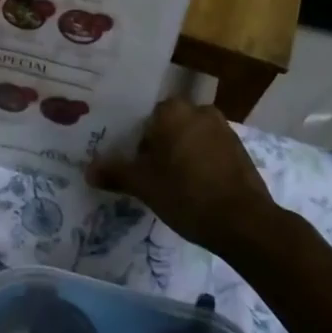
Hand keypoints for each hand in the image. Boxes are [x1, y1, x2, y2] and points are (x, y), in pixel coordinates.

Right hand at [87, 97, 281, 254]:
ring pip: (192, 137)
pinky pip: (211, 151)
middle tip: (150, 174)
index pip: (146, 118)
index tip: (134, 164)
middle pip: (170, 126)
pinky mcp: (240, 151)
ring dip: (182, 154)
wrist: (243, 221)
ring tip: (173, 184)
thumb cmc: (185, 193)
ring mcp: (224, 130)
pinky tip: (197, 188)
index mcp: (173, 111)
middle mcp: (199, 111)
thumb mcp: (143, 185)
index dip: (137, 141)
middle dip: (160, 146)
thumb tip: (88, 171)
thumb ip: (115, 173)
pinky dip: (202, 163)